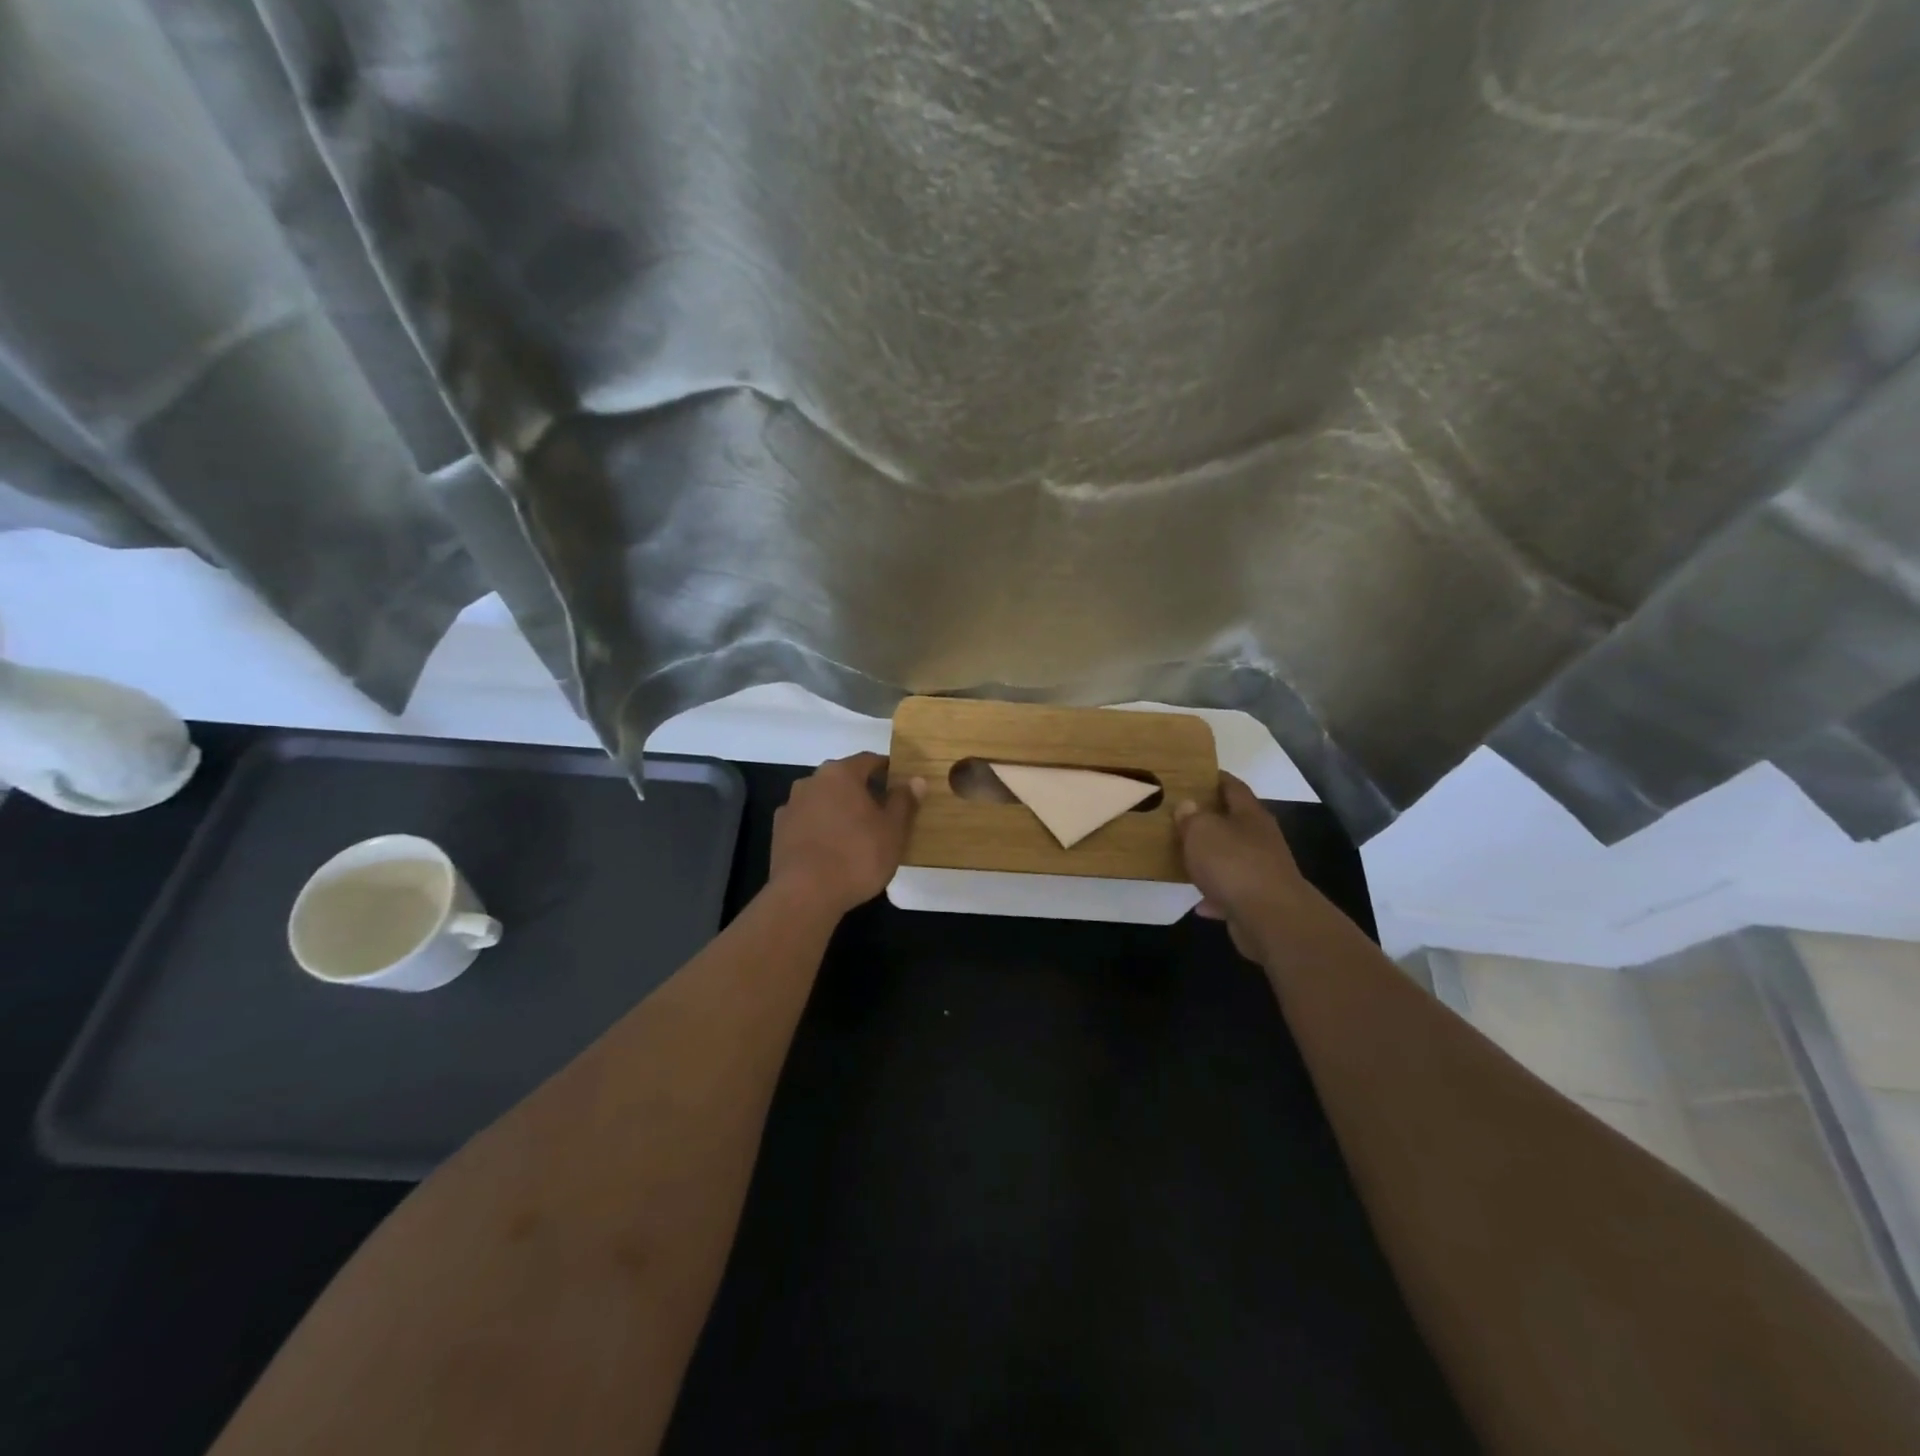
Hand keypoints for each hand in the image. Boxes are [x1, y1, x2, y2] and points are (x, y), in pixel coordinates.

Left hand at [768, 753, 922, 917]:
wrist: (804, 894)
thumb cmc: (857, 856)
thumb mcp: (893, 830)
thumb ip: (904, 801)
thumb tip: (915, 780)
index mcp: (840, 773)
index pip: (869, 761)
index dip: (888, 770)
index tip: (901, 785)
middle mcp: (811, 781)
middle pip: (844, 779)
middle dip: (863, 791)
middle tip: (883, 812)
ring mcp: (791, 806)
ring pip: (823, 800)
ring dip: (840, 809)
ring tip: (858, 833)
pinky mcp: (779, 832)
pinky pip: (808, 821)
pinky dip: (822, 828)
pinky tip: (833, 849)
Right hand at [1175, 773, 1313, 959]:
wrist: (1270, 918)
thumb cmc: (1233, 863)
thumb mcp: (1202, 831)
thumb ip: (1192, 817)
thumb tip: (1188, 805)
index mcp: (1250, 815)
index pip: (1233, 787)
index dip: (1215, 778)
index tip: (1194, 775)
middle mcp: (1261, 839)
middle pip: (1234, 823)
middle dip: (1210, 820)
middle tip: (1180, 817)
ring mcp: (1262, 871)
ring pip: (1232, 859)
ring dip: (1212, 860)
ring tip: (1185, 858)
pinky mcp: (1259, 901)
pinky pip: (1231, 892)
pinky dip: (1215, 895)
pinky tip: (1198, 902)